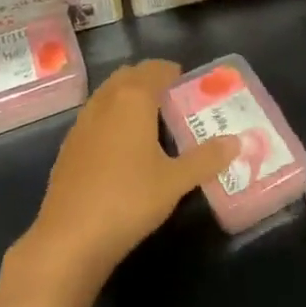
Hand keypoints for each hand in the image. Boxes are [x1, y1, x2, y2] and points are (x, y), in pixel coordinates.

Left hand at [23, 59, 239, 290]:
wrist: (70, 237)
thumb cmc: (129, 200)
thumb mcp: (175, 181)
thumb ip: (207, 158)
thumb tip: (237, 142)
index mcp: (132, 99)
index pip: (154, 69)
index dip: (173, 73)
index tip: (189, 86)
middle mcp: (105, 101)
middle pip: (129, 76)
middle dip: (150, 81)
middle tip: (173, 102)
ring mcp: (82, 122)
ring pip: (108, 95)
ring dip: (128, 98)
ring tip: (151, 123)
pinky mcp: (69, 146)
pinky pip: (95, 117)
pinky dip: (111, 119)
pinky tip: (122, 149)